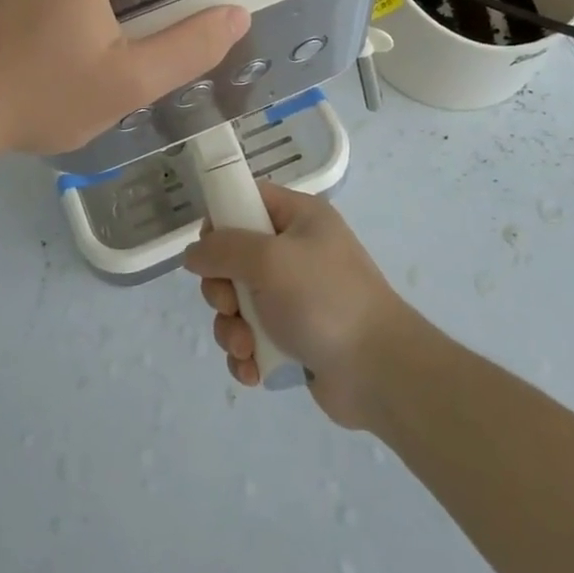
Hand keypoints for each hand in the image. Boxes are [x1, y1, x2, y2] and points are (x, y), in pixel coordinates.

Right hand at [184, 184, 410, 429]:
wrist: (380, 372)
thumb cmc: (324, 300)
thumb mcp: (269, 260)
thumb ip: (223, 249)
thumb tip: (193, 254)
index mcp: (300, 219)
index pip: (248, 200)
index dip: (221, 221)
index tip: (208, 251)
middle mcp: (296, 252)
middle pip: (234, 258)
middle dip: (222, 289)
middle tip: (230, 306)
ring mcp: (295, 297)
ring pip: (238, 303)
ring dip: (231, 328)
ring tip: (246, 347)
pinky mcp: (293, 337)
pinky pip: (252, 337)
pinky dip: (246, 353)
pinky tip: (253, 369)